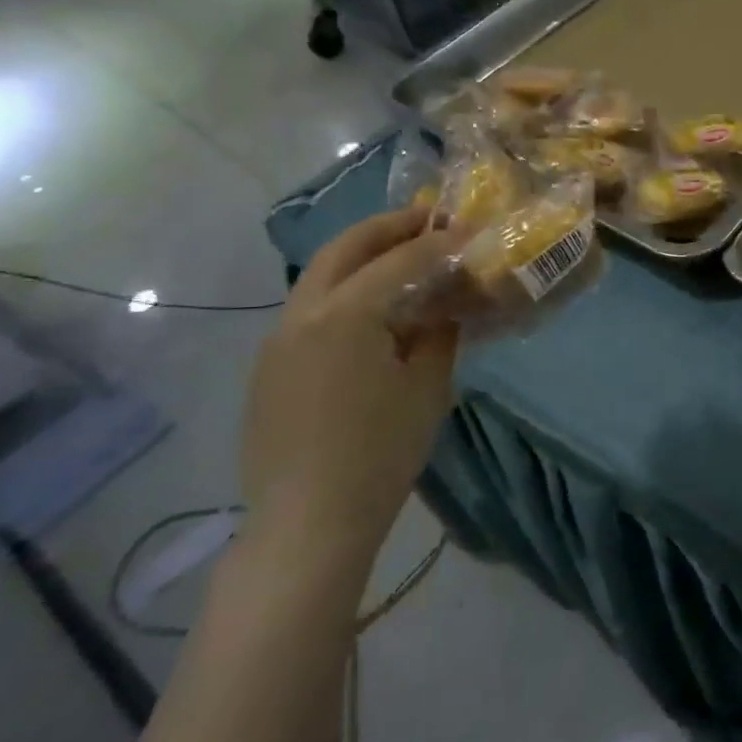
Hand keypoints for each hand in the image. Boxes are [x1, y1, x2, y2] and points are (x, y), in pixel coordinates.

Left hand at [239, 208, 457, 568]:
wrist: (308, 521)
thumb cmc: (380, 453)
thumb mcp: (427, 387)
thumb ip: (439, 333)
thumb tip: (445, 305)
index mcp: (344, 315)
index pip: (402, 260)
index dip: (441, 242)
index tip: (472, 230)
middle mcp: (302, 314)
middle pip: (345, 249)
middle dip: (389, 227)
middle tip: (429, 220)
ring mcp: (277, 339)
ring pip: (321, 276)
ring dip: (363, 256)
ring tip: (404, 257)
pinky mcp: (270, 366)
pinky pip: (310, 309)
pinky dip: (345, 291)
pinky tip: (373, 312)